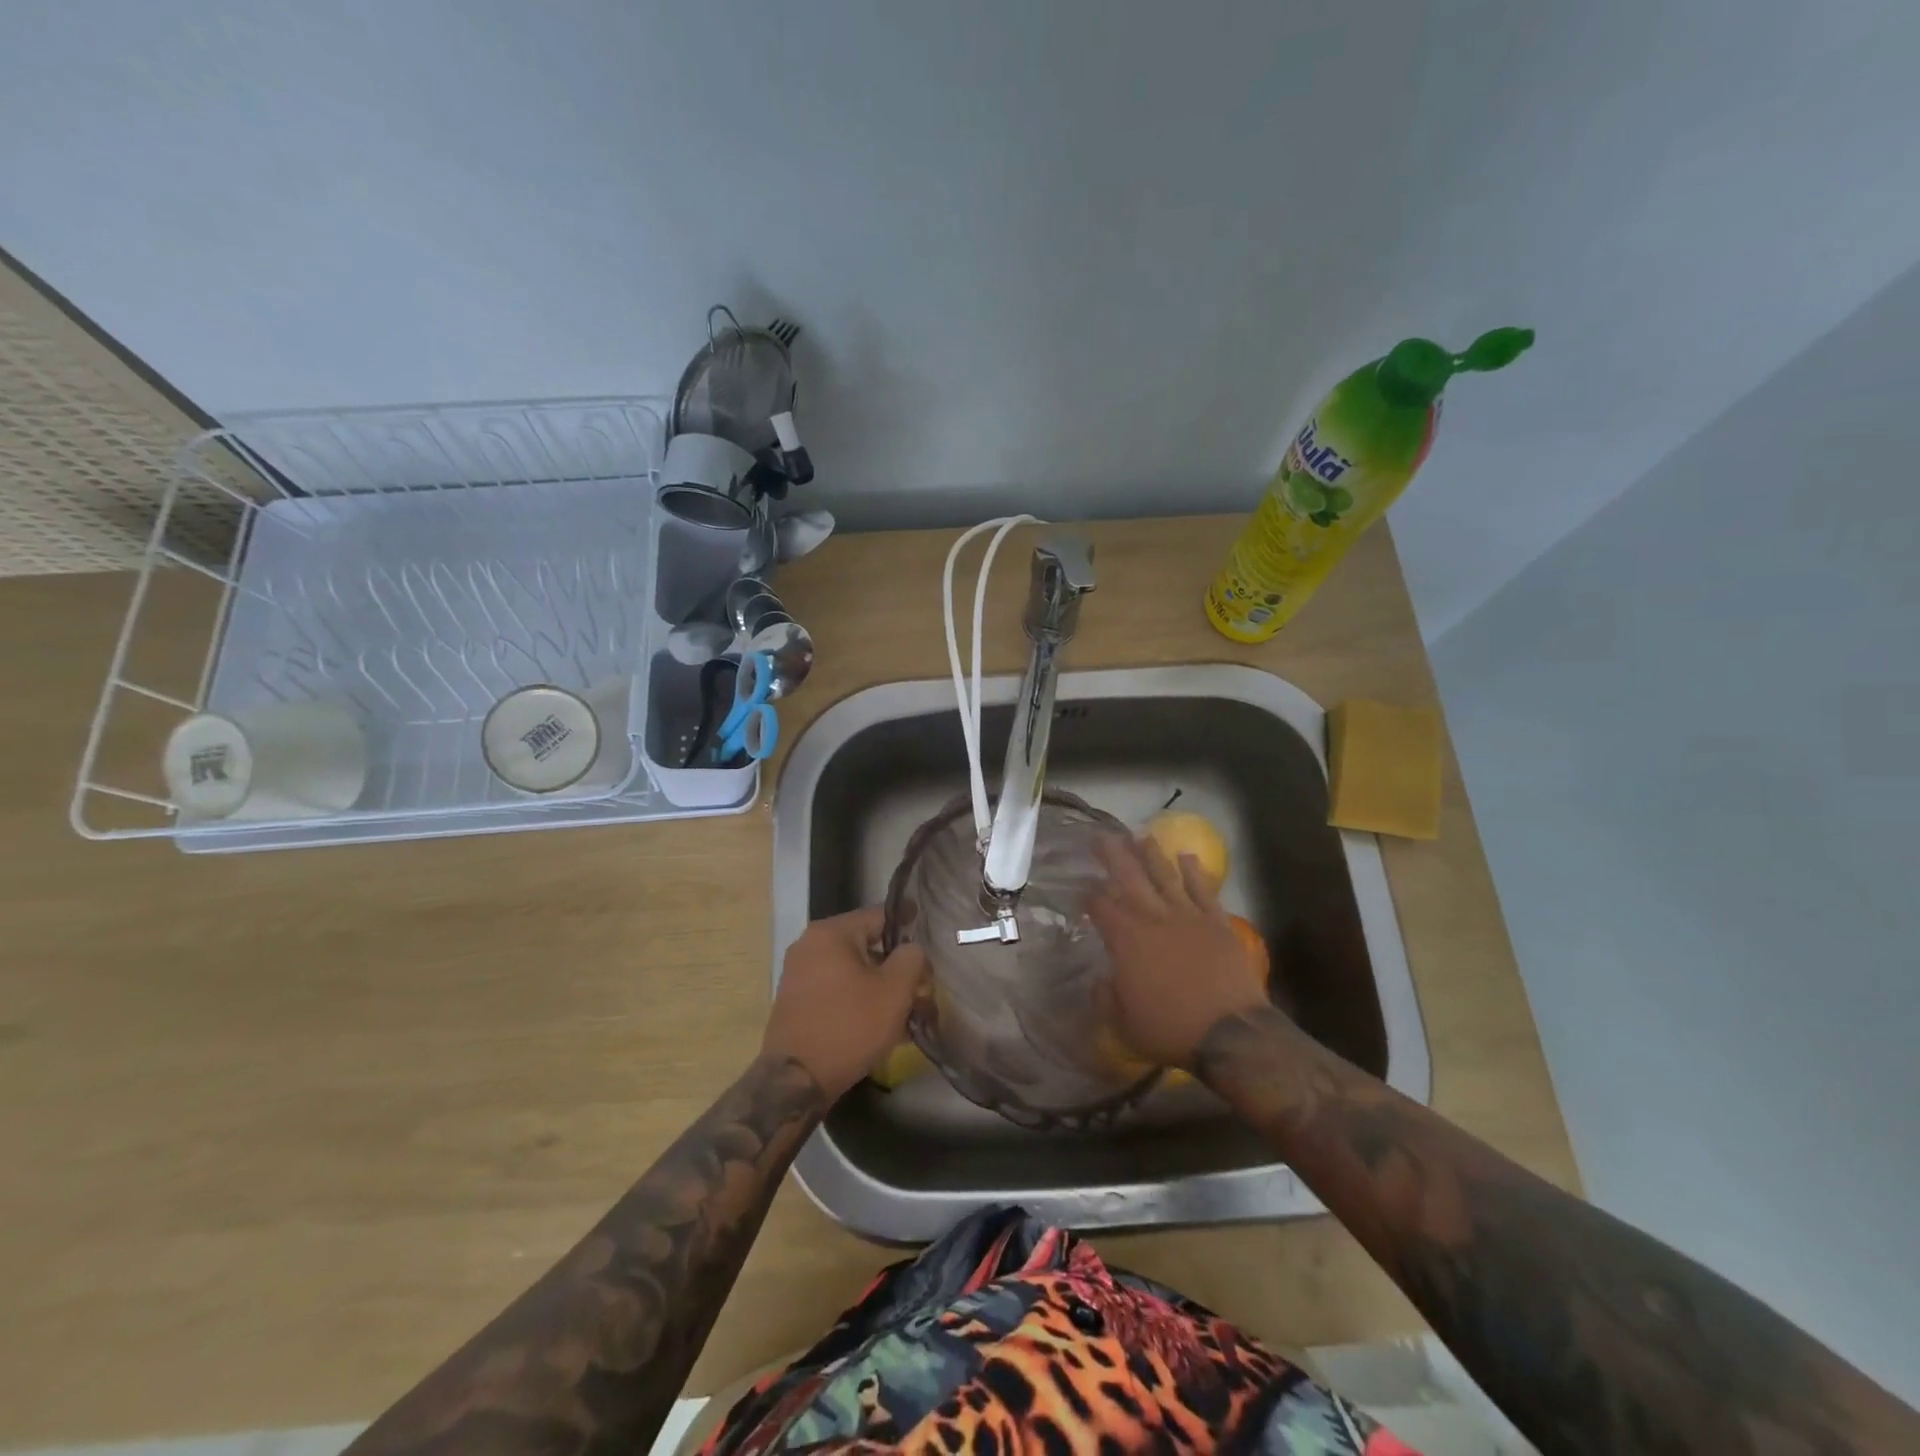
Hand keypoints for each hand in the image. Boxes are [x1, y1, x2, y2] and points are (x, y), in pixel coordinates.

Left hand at [764, 906, 928, 1100]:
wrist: (796, 1081)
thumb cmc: (849, 1026)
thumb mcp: (894, 990)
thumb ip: (911, 958)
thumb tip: (911, 950)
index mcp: (830, 933)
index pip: (878, 916)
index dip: (907, 922)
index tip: (928, 928)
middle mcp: (809, 945)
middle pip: (865, 944)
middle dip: (896, 963)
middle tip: (922, 980)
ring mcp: (799, 974)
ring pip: (852, 970)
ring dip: (880, 984)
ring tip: (908, 1007)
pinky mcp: (797, 1002)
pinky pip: (837, 989)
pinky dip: (860, 998)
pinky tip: (882, 1022)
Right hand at [1087, 835, 1267, 1068]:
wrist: (1230, 1032)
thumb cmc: (1170, 1029)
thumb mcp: (1124, 1023)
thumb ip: (1106, 997)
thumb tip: (1101, 980)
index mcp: (1126, 940)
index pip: (1101, 907)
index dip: (1088, 896)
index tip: (1081, 889)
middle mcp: (1154, 919)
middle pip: (1129, 878)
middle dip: (1113, 855)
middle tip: (1101, 835)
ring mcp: (1187, 917)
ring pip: (1165, 876)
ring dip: (1151, 854)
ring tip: (1140, 835)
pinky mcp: (1217, 922)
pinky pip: (1203, 890)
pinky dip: (1195, 872)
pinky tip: (1187, 856)